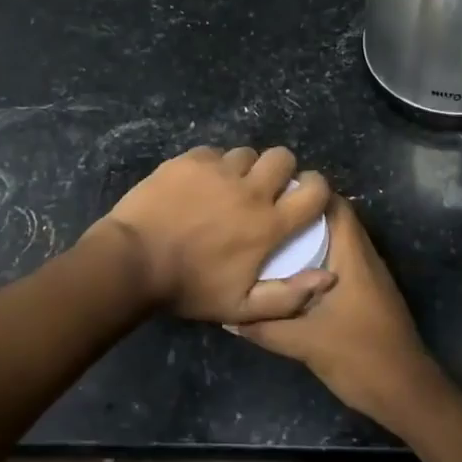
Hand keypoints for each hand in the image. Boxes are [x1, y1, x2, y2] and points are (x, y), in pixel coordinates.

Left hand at [89, 146, 337, 323]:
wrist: (133, 261)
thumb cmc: (189, 288)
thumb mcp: (241, 308)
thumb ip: (289, 297)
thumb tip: (329, 277)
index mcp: (268, 224)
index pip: (314, 192)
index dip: (318, 187)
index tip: (308, 194)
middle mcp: (249, 190)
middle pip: (282, 157)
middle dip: (282, 169)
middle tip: (266, 187)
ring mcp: (217, 171)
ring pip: (245, 153)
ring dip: (244, 168)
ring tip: (228, 186)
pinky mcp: (189, 160)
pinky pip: (213, 153)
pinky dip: (212, 165)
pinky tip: (199, 183)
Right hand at [233, 196, 446, 430]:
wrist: (408, 394)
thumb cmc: (360, 357)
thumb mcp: (305, 344)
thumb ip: (266, 328)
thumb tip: (229, 316)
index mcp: (354, 257)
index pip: (335, 205)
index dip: (307, 193)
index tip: (273, 195)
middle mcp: (365, 259)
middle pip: (335, 221)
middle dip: (301, 217)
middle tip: (265, 218)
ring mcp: (370, 278)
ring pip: (338, 243)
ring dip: (309, 240)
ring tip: (271, 242)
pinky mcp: (369, 296)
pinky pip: (341, 264)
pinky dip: (318, 262)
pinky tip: (291, 277)